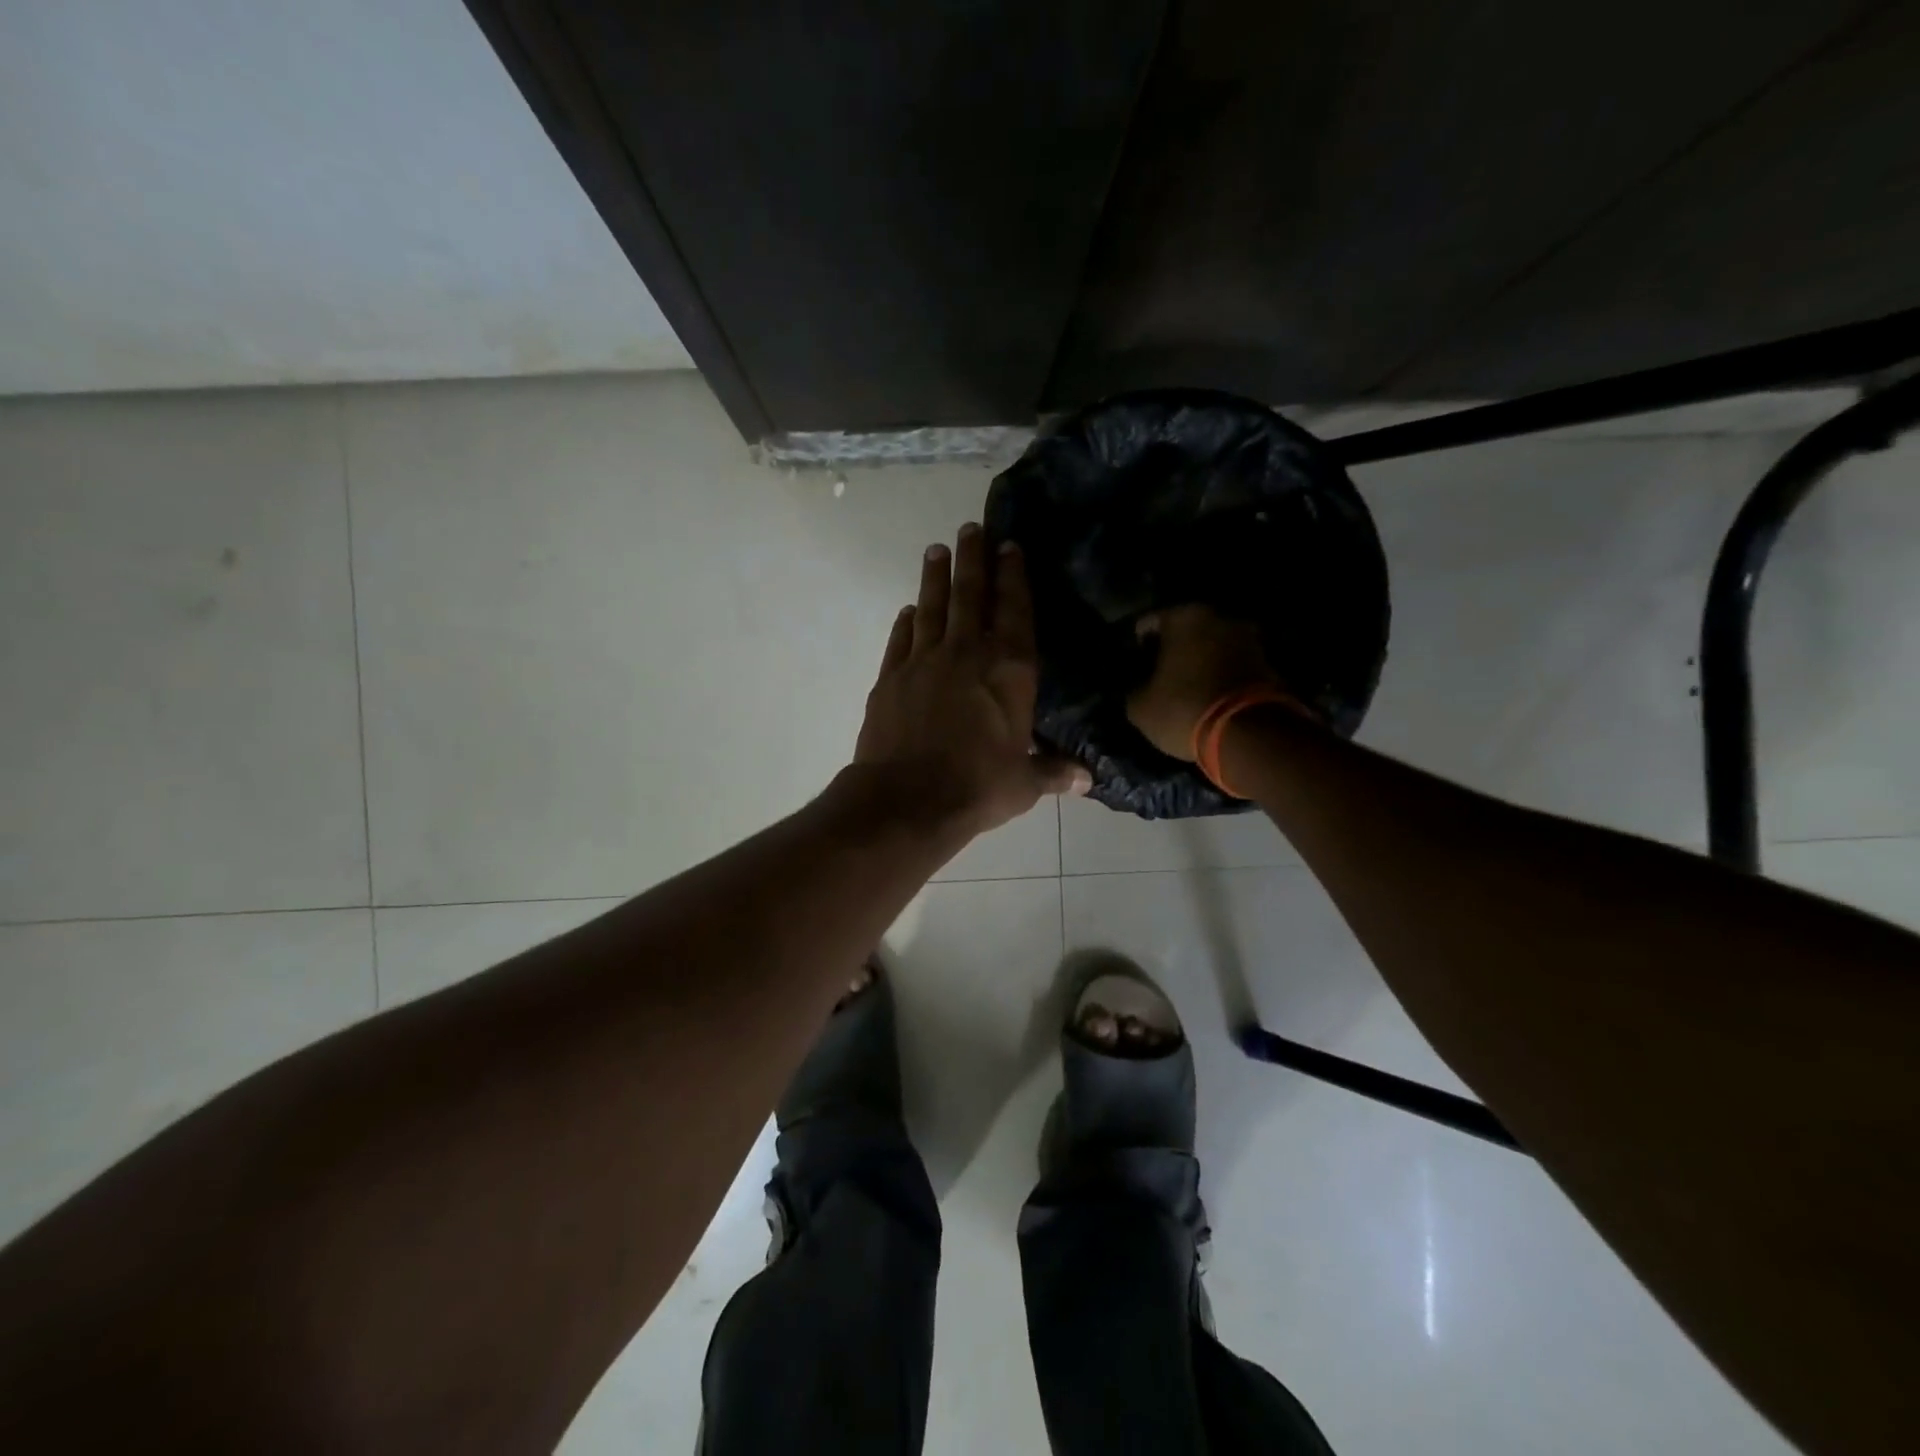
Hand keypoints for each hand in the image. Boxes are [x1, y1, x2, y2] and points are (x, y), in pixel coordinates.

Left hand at [855, 524, 1088, 838]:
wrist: (908, 799)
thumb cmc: (978, 787)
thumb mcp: (1024, 784)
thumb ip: (1054, 772)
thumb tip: (1088, 780)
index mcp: (1010, 670)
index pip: (1015, 611)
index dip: (1013, 576)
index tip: (1009, 546)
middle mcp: (968, 654)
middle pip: (971, 595)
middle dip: (973, 559)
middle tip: (970, 528)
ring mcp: (924, 661)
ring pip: (932, 608)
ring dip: (936, 578)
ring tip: (936, 550)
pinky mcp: (890, 677)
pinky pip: (900, 639)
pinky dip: (906, 623)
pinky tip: (908, 611)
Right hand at [1127, 604, 1285, 759]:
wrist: (1249, 734)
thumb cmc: (1184, 708)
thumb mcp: (1140, 706)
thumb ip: (1136, 687)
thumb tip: (1139, 686)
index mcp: (1183, 617)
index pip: (1148, 623)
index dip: (1137, 645)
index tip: (1134, 665)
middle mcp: (1219, 617)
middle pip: (1185, 631)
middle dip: (1173, 650)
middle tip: (1159, 675)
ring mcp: (1249, 639)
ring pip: (1212, 647)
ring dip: (1200, 662)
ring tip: (1186, 688)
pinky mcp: (1268, 664)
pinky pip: (1233, 665)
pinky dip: (1221, 676)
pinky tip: (1209, 697)